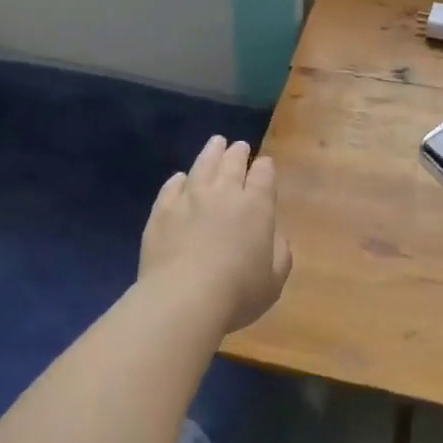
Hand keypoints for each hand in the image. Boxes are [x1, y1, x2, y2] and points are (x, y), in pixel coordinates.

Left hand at [140, 136, 292, 332]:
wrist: (183, 299)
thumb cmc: (238, 293)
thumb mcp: (274, 281)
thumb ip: (280, 253)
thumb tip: (275, 236)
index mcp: (256, 206)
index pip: (263, 175)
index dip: (265, 167)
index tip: (264, 164)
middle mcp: (224, 193)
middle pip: (232, 163)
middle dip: (238, 153)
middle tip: (239, 146)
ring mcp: (190, 198)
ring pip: (203, 165)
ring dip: (211, 152)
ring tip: (216, 143)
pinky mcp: (162, 211)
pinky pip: (172, 186)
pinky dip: (179, 179)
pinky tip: (180, 178)